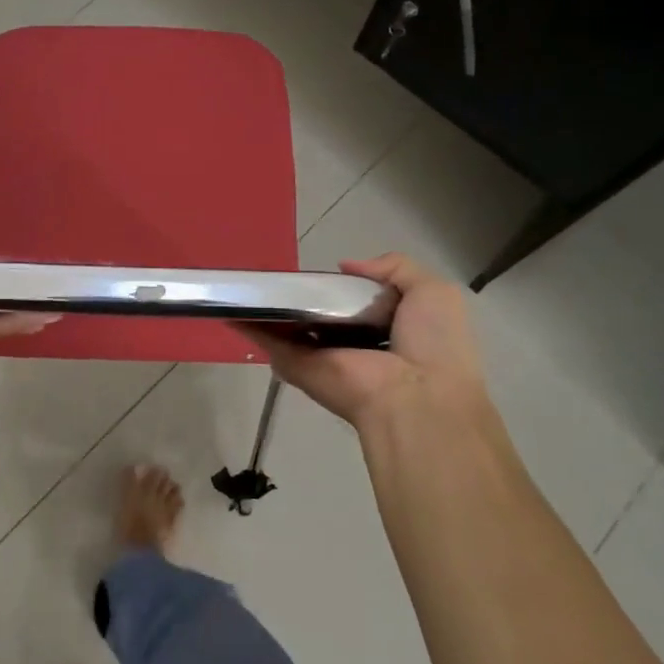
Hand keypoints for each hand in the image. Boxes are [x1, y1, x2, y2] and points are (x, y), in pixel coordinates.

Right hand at [245, 253, 488, 436]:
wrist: (416, 397)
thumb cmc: (432, 344)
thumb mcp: (433, 292)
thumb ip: (396, 268)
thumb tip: (346, 265)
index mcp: (387, 329)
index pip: (356, 304)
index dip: (341, 287)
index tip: (322, 272)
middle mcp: (352, 345)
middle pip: (320, 316)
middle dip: (302, 297)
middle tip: (281, 273)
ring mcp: (322, 357)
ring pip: (290, 328)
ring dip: (269, 308)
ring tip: (246, 281)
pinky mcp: (297, 366)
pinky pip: (270, 343)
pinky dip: (248, 326)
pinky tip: (229, 306)